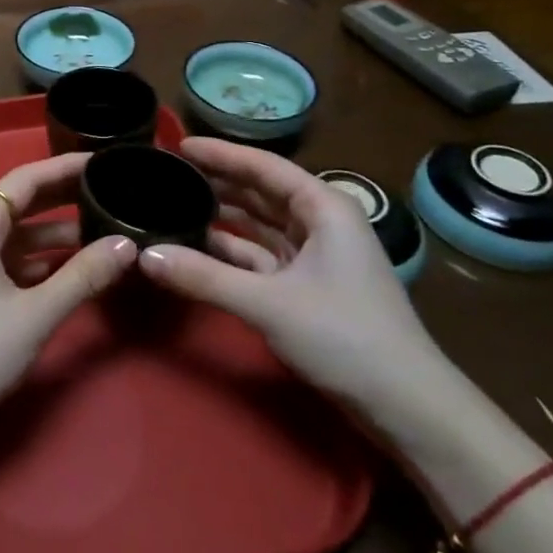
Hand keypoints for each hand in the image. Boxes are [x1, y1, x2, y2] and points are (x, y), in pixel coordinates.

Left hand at [0, 153, 138, 426]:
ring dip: (55, 233)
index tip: (102, 161)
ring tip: (100, 232)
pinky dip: (40, 259)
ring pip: (17, 235)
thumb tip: (127, 244)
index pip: (26, 178)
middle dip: (63, 196)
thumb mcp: (35, 313)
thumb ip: (83, 276)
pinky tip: (68, 270)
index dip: (64, 167)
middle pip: (21, 202)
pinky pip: (9, 259)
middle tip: (109, 191)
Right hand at [138, 137, 452, 420]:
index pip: (263, 166)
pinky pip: (262, 255)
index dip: (220, 154)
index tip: (179, 145)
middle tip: (170, 173)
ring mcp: (316, 255)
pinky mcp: (309, 286)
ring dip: (223, 217)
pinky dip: (232, 251)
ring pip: (260, 224)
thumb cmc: (345, 337)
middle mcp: (321, 222)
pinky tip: (199, 248)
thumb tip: (145, 256)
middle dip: (219, 182)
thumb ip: (205, 277)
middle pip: (261, 191)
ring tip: (177, 204)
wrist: (408, 408)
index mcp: (324, 207)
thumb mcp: (269, 304)